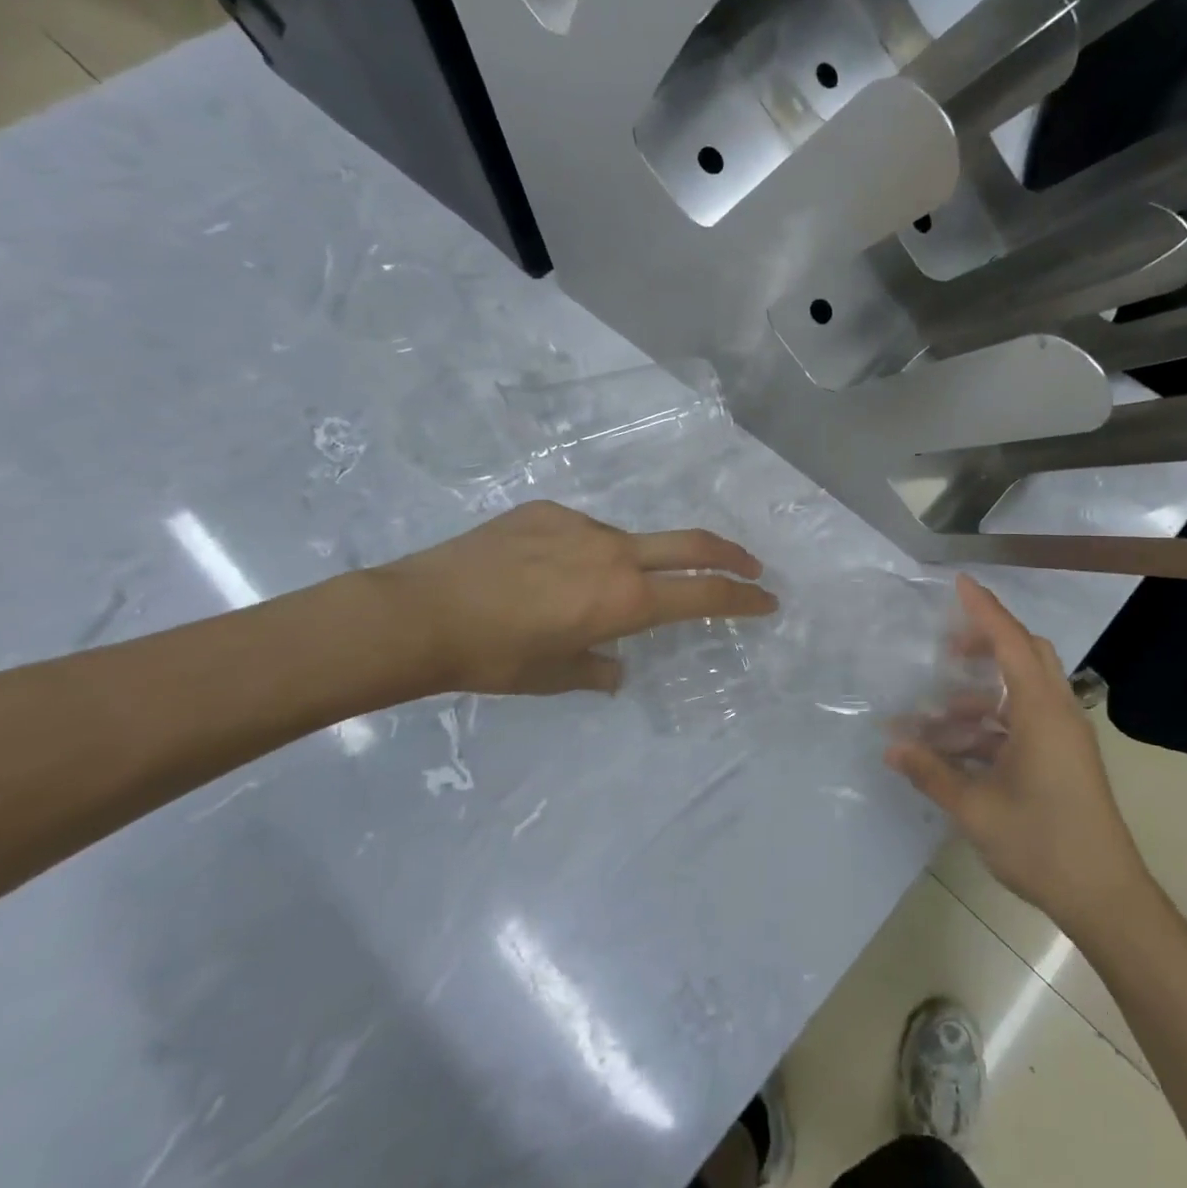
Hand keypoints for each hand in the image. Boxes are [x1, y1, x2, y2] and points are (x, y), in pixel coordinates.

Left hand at [376, 501, 776, 696]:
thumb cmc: (493, 657)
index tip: (767, 599)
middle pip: (693, 544)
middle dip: (731, 556)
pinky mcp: (547, 510)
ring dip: (636, 565)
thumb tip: (617, 669)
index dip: (743, 598)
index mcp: (624, 600)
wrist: (419, 613)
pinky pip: (581, 533)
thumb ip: (598, 670)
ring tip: (591, 593)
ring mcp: (581, 526)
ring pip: (629, 543)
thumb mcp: (553, 677)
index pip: (703, 594)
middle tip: (751, 566)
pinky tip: (545, 573)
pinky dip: (583, 555)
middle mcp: (614, 555)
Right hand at [885, 576, 1149, 930]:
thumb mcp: (976, 808)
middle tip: (948, 651)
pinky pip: (1027, 720)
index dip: (984, 609)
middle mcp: (1058, 712)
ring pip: (1024, 690)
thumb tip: (891, 748)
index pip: (1011, 641)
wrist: (1105, 897)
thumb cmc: (1042, 843)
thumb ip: (931, 772)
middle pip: (1026, 654)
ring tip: (936, 717)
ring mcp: (1065, 736)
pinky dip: (994, 723)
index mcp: (1041, 711)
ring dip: (982, 695)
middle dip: (987, 643)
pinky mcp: (1065, 758)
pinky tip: (960, 749)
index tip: (960, 583)